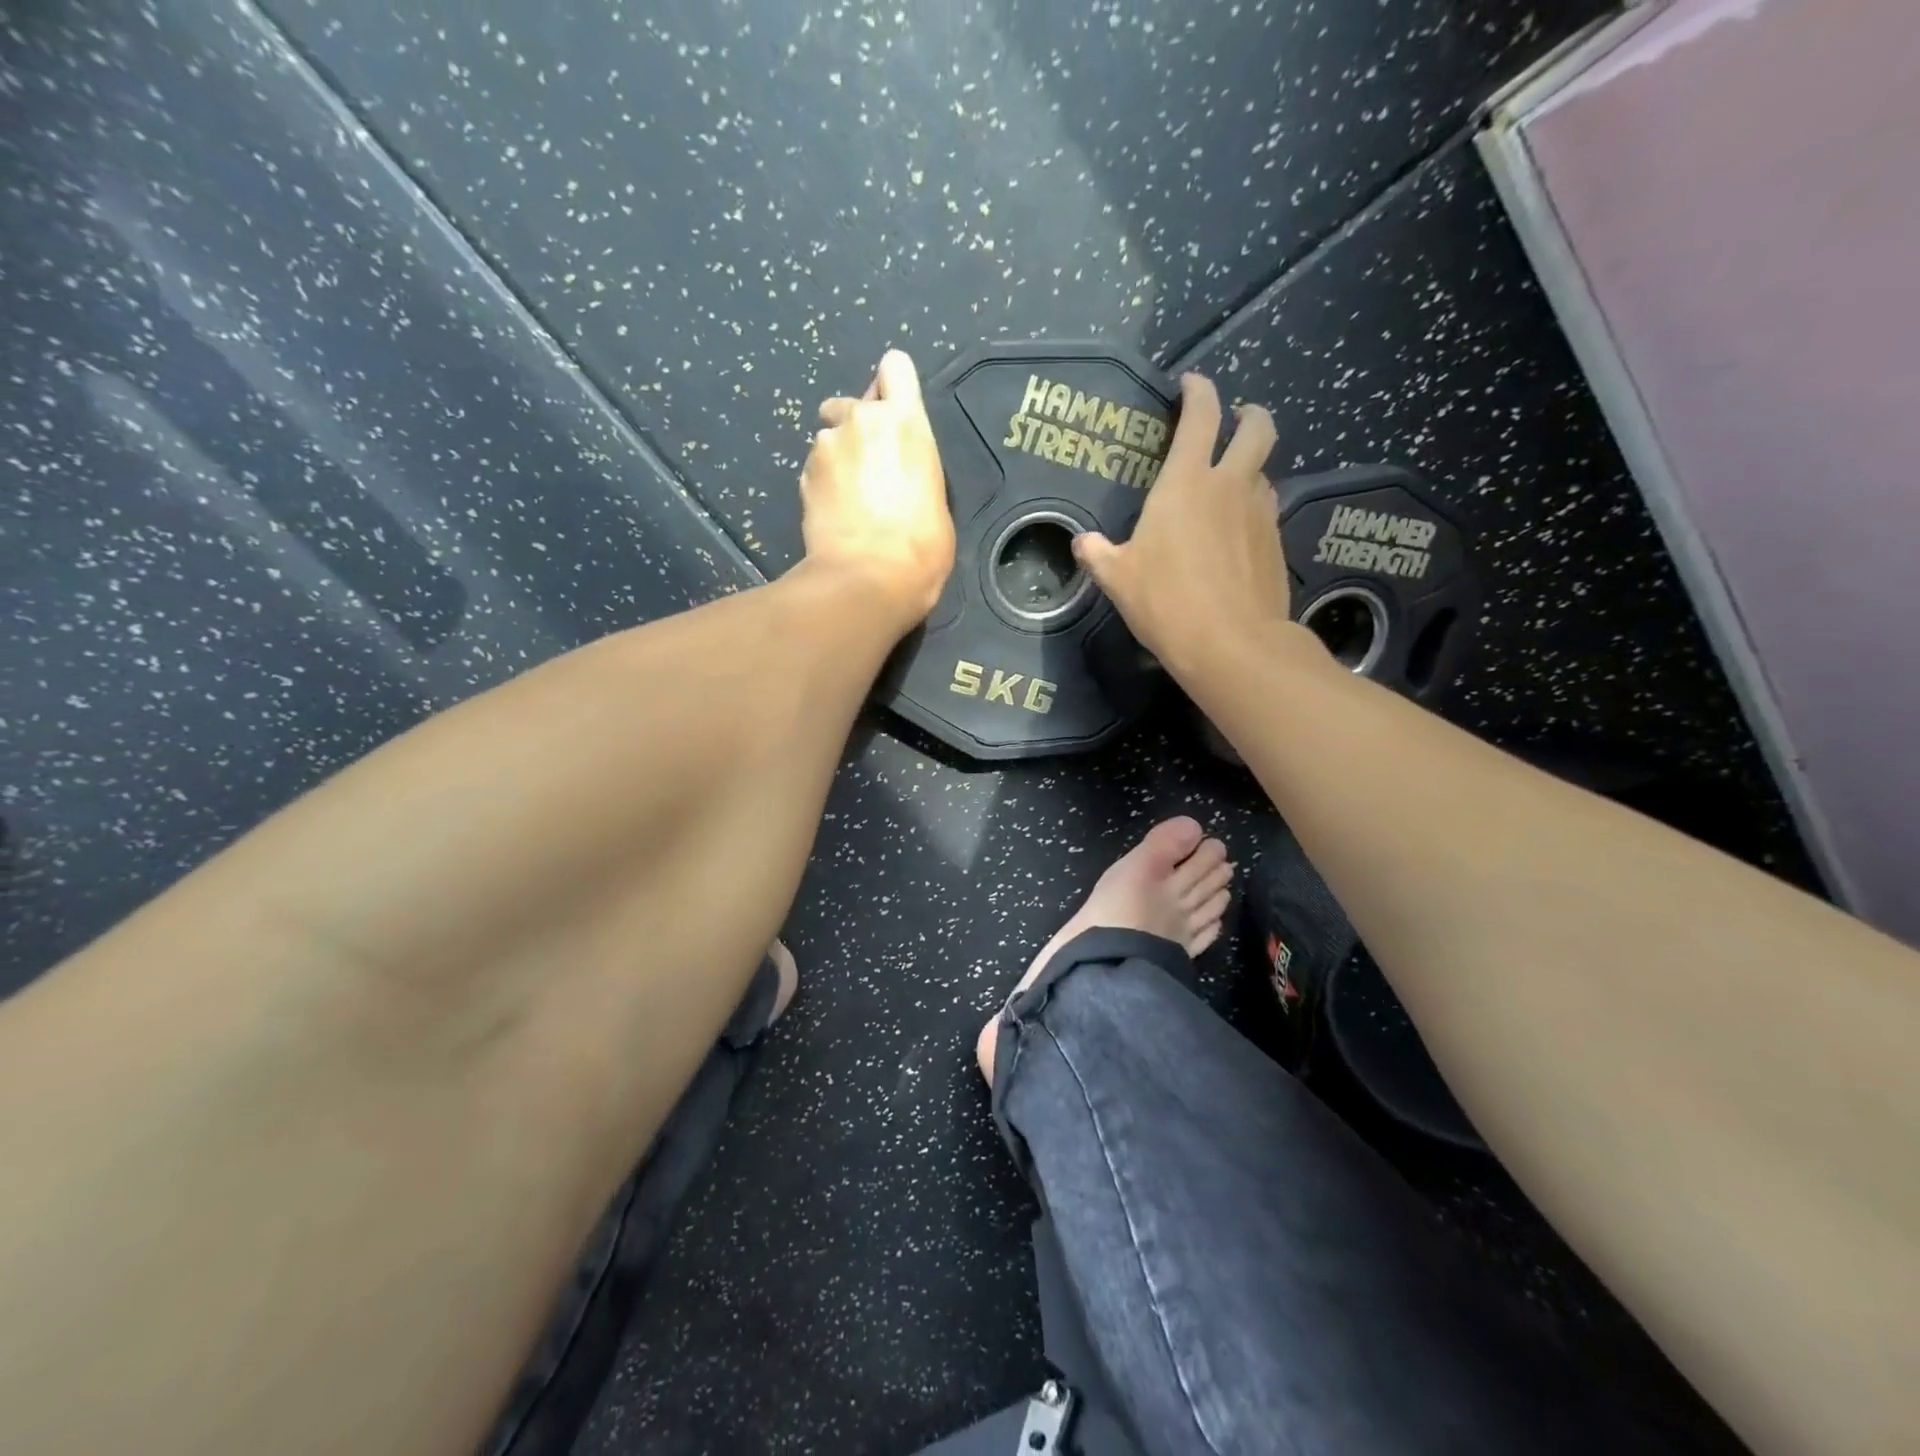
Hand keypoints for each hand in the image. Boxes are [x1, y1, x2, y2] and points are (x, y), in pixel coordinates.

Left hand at [802, 350, 955, 631]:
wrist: (868, 579)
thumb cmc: (920, 546)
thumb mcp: (935, 499)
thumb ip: (914, 469)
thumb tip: (899, 476)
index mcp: (905, 422)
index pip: (895, 367)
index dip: (892, 386)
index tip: (892, 411)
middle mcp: (862, 420)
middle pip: (854, 403)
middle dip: (857, 428)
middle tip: (869, 470)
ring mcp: (826, 446)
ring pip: (829, 438)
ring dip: (837, 459)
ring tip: (848, 502)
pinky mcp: (802, 475)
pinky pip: (814, 470)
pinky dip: (822, 486)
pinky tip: (834, 517)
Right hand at [1074, 372, 1293, 674]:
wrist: (1232, 644)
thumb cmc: (1166, 602)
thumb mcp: (1118, 579)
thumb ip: (1098, 554)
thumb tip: (1082, 543)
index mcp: (1187, 482)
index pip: (1200, 416)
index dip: (1198, 391)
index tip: (1190, 385)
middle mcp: (1231, 486)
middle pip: (1257, 428)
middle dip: (1248, 415)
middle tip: (1234, 420)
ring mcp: (1260, 513)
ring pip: (1264, 471)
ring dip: (1251, 467)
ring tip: (1230, 485)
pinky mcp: (1276, 544)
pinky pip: (1266, 510)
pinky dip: (1253, 509)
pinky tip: (1237, 533)